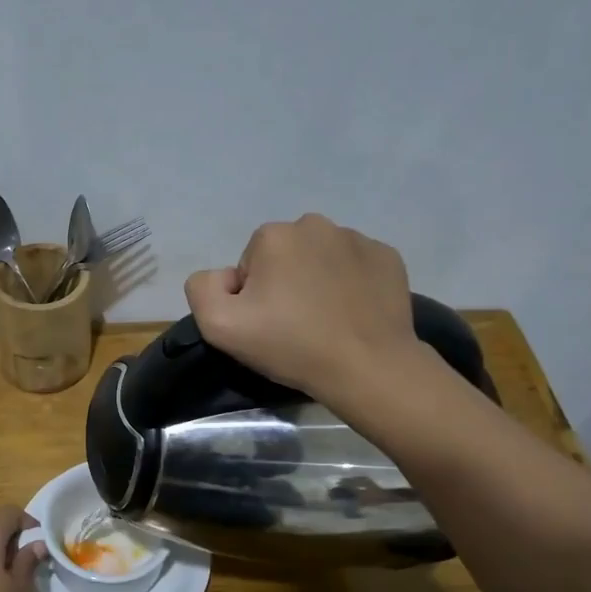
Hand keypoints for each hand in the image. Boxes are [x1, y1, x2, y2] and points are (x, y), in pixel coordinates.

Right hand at [184, 213, 432, 398]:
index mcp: (274, 236)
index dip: (252, 296)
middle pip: (285, 256)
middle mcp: (316, 225)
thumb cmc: (291, 345)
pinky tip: (352, 314)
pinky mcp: (388, 257)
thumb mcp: (220, 326)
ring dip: (317, 281)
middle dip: (284, 283)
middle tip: (294, 325)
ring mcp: (357, 239)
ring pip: (321, 258)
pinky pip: (355, 266)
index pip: (249, 264)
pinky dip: (350, 284)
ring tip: (326, 321)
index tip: (267, 324)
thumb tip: (225, 277)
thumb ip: (202, 288)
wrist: (367, 367)